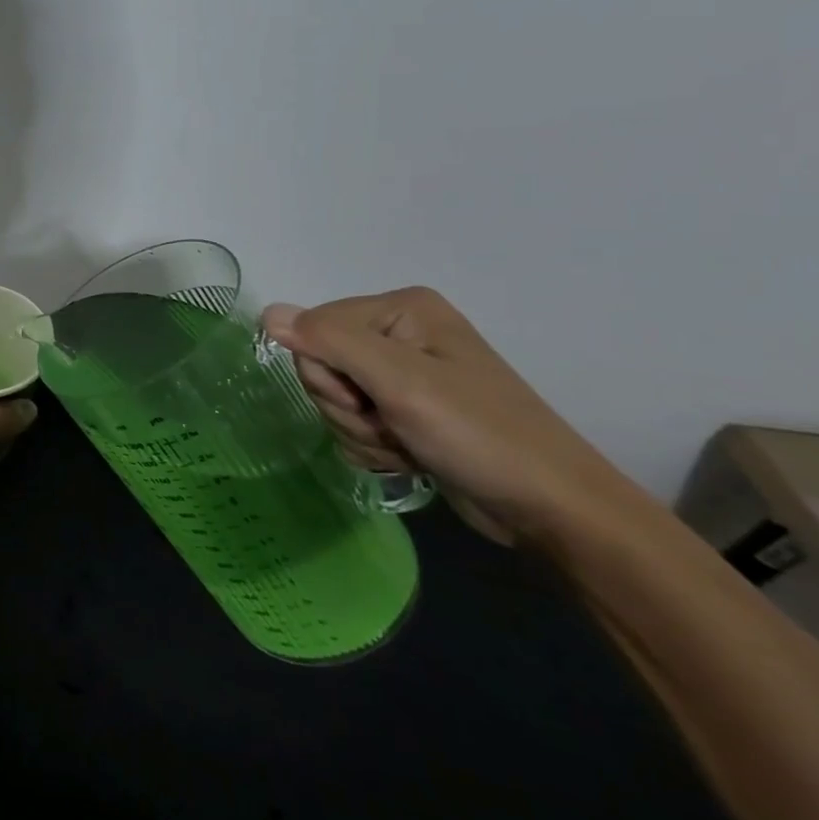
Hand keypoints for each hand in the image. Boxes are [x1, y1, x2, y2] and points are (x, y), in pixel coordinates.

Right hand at [261, 287, 627, 544]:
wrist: (552, 511)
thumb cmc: (480, 435)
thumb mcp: (401, 383)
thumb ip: (329, 341)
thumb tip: (266, 313)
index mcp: (400, 309)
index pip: (314, 328)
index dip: (330, 373)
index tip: (372, 401)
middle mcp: (398, 333)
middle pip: (321, 364)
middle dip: (347, 406)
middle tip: (392, 424)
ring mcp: (403, 373)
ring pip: (334, 398)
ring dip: (361, 431)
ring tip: (407, 445)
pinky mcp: (406, 410)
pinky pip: (354, 421)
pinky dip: (372, 445)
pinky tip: (407, 456)